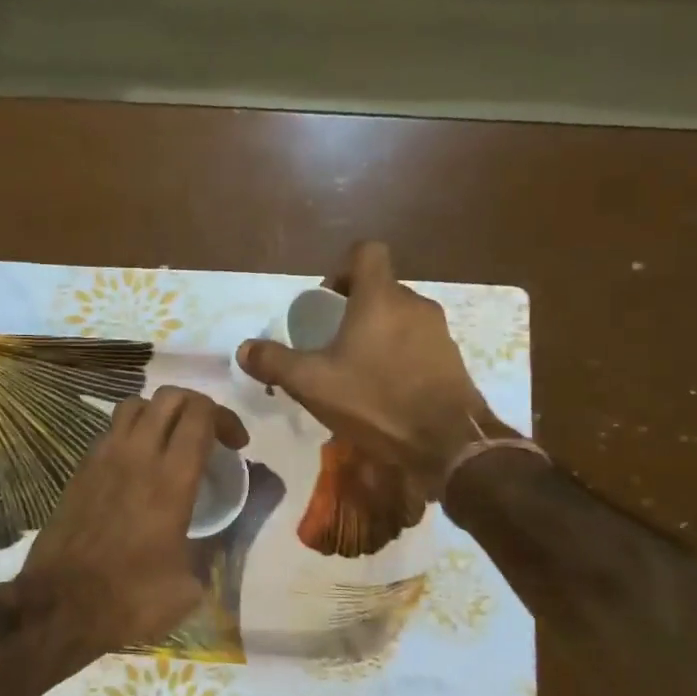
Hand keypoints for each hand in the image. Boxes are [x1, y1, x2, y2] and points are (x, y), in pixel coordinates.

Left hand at [11, 387, 248, 651]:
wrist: (60, 606)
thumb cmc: (131, 598)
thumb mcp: (189, 585)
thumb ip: (212, 549)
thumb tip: (221, 536)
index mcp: (171, 480)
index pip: (201, 415)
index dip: (226, 419)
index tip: (236, 445)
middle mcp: (137, 456)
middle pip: (170, 397)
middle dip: (198, 406)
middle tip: (210, 435)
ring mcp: (103, 458)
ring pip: (136, 405)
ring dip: (161, 412)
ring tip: (172, 440)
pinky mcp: (80, 469)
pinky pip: (111, 430)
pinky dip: (132, 431)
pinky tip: (138, 463)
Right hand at [238, 241, 506, 498]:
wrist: (448, 443)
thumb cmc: (375, 401)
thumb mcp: (312, 383)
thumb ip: (275, 362)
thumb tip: (244, 349)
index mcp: (380, 297)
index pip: (366, 252)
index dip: (341, 268)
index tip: (326, 302)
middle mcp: (414, 304)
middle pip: (380, 288)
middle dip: (354, 309)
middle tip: (331, 343)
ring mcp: (438, 331)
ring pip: (399, 318)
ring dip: (376, 334)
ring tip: (356, 372)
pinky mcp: (452, 359)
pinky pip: (417, 344)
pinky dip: (398, 356)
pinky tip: (384, 391)